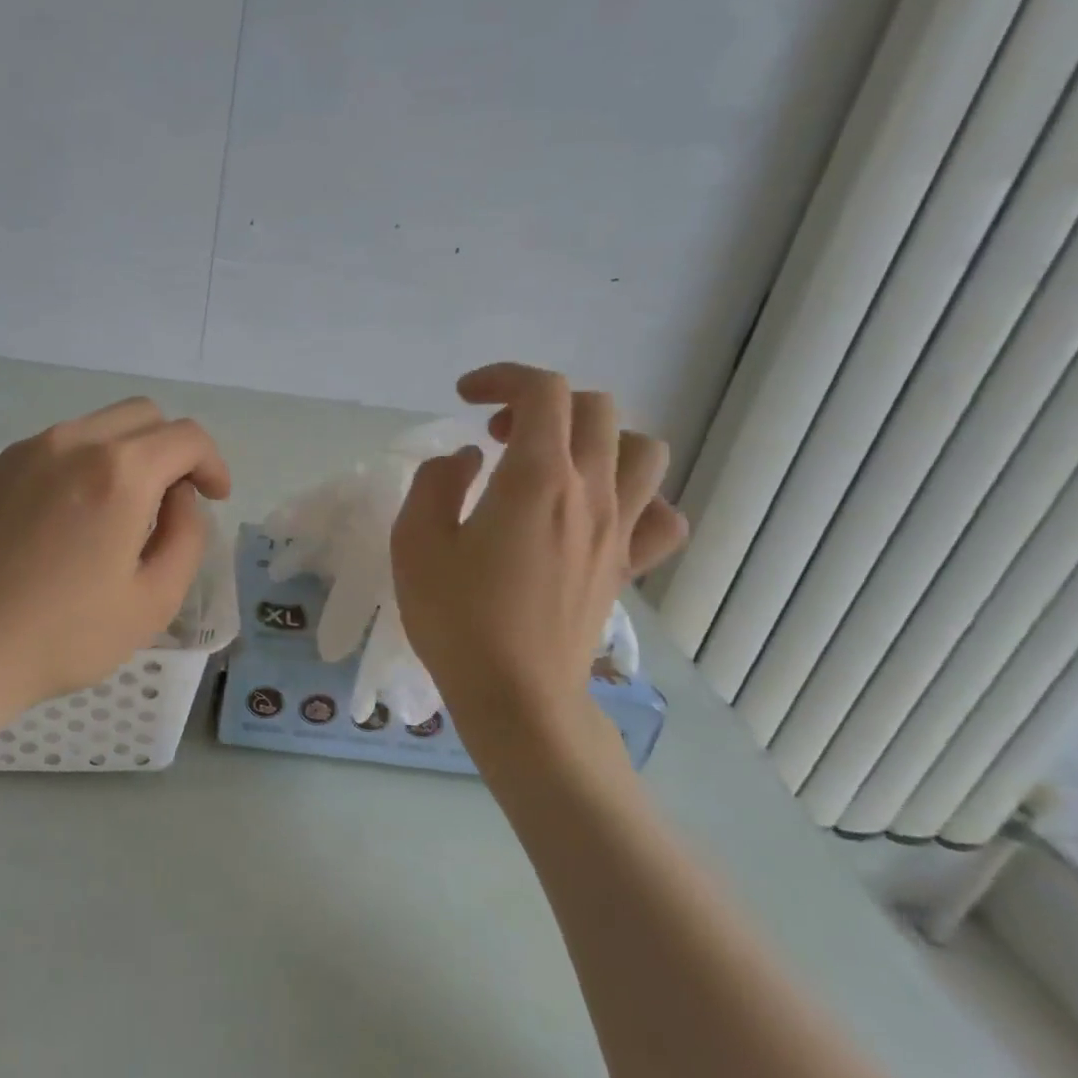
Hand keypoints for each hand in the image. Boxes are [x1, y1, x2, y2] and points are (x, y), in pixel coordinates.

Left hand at [0, 398, 230, 735]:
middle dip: (171, 450)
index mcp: (119, 472)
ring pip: (94, 427)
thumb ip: (187, 535)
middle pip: (142, 416)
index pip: (187, 436)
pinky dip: (76, 468)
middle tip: (171, 501)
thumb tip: (179, 497)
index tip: (213, 498)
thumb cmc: (64, 637)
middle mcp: (71, 442)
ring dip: (123, 456)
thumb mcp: (155, 600)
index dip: (212, 463)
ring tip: (116, 514)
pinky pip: (50, 450)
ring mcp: (22, 451)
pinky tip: (62, 523)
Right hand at [391, 363, 684, 761]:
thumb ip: (435, 484)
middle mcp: (590, 493)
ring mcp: (617, 530)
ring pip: (643, 450)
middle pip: (595, 408)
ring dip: (597, 438)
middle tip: (497, 434)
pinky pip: (661, 514)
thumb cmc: (458, 620)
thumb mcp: (416, 544)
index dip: (502, 378)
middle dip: (541, 403)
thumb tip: (464, 461)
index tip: (464, 398)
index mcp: (537, 479)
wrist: (517, 699)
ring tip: (553, 462)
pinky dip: (637, 496)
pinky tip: (598, 511)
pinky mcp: (626, 566)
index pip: (543, 391)